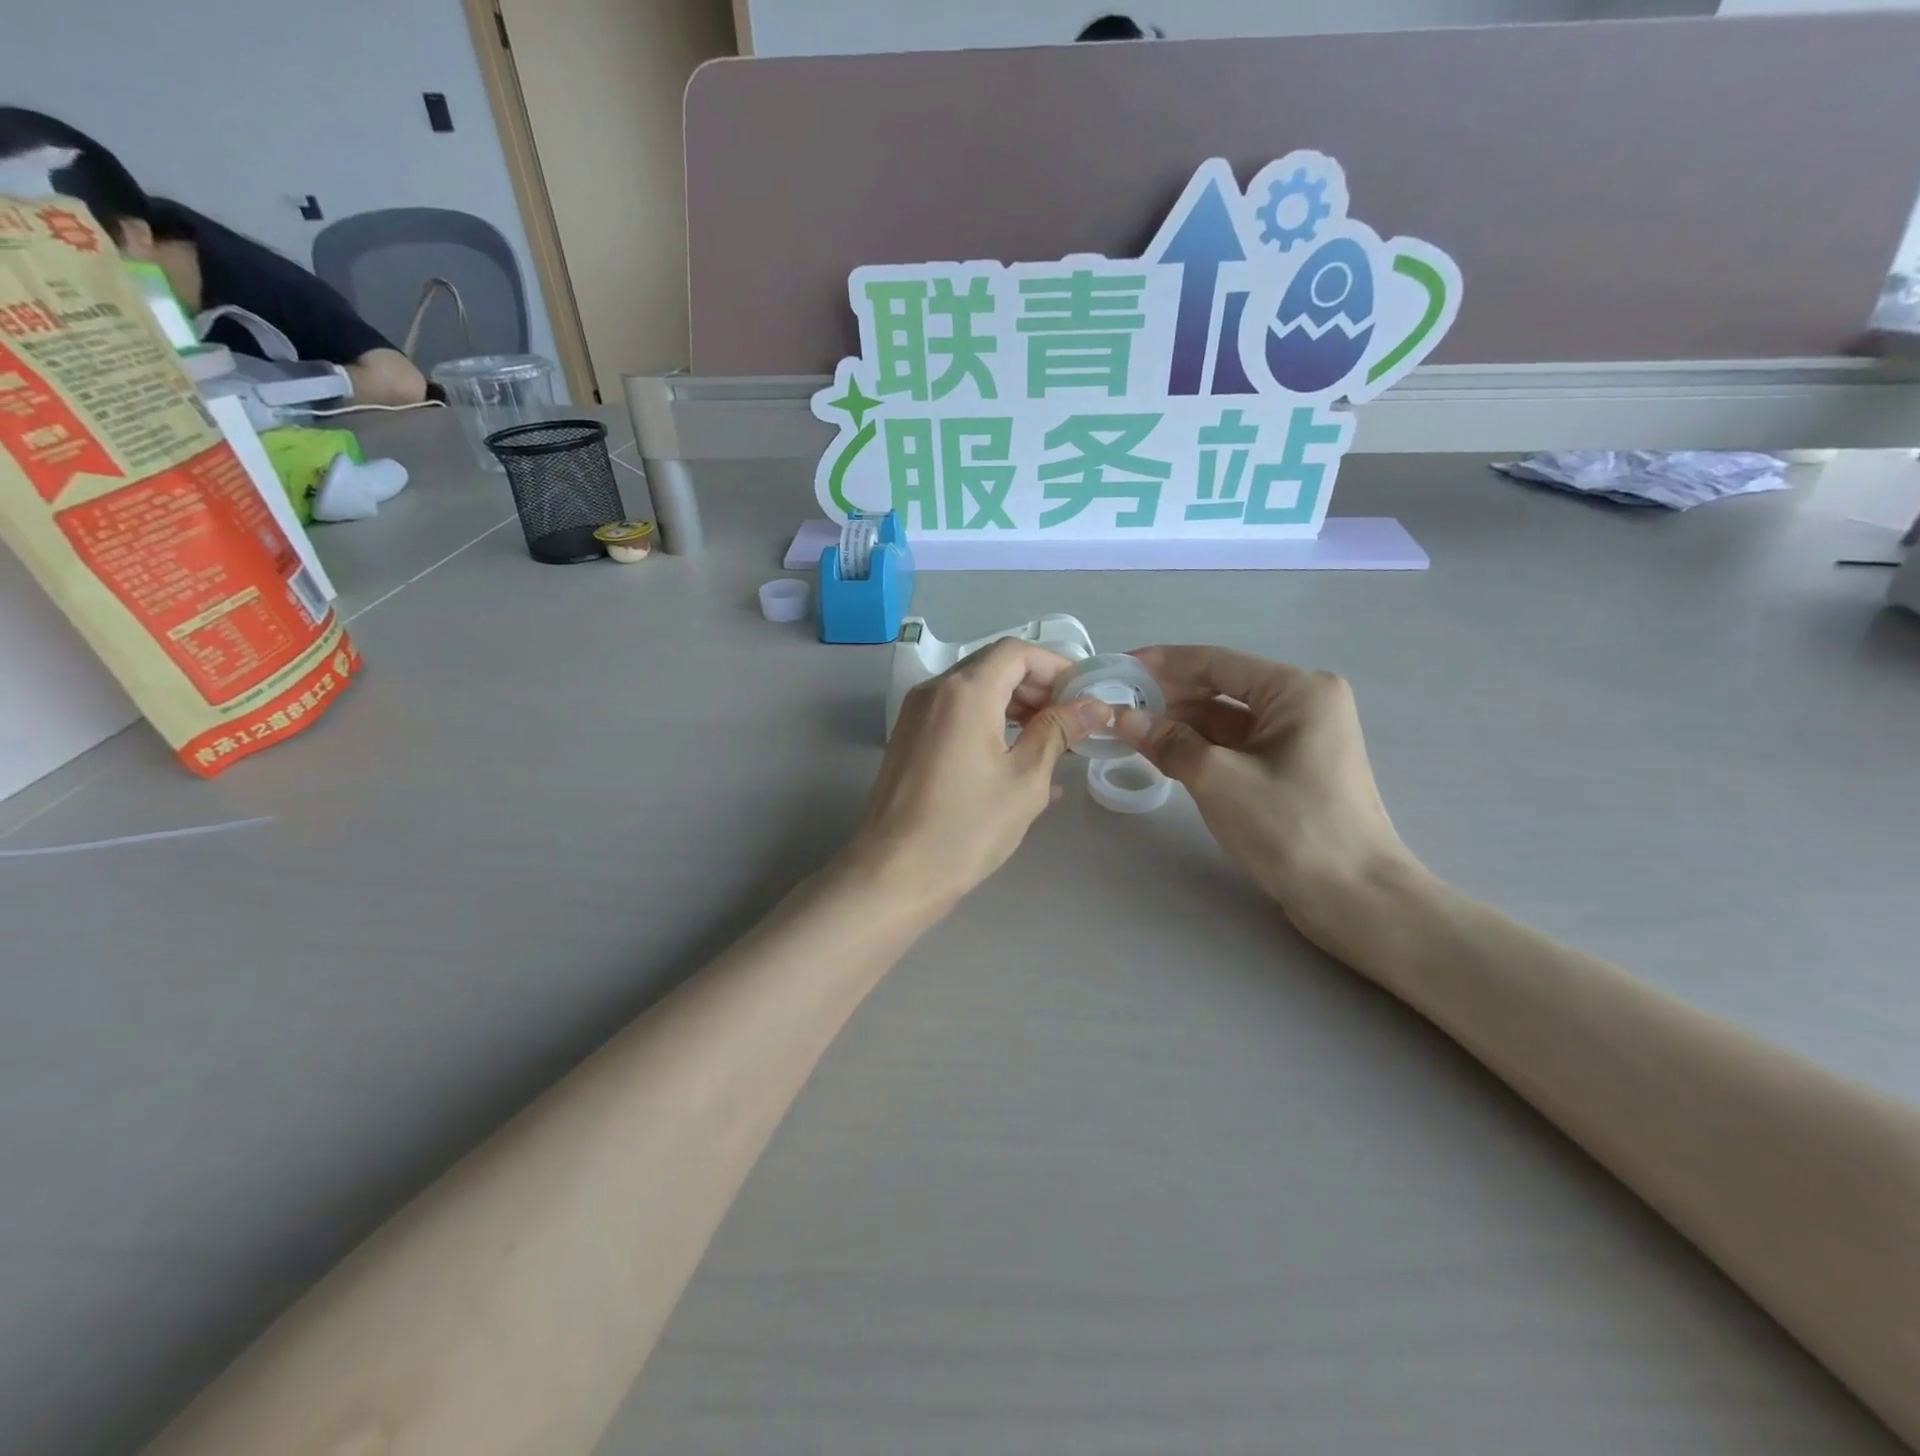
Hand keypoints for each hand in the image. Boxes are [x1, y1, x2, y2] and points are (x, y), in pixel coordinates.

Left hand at [850, 638, 1111, 911]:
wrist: (894, 874)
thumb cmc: (967, 827)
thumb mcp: (1025, 779)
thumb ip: (1059, 731)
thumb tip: (1094, 705)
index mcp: (965, 691)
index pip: (1017, 652)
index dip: (1056, 667)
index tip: (1083, 698)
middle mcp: (935, 690)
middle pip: (994, 666)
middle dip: (1037, 687)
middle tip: (1071, 723)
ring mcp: (916, 714)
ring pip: (974, 691)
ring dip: (1014, 706)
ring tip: (1050, 743)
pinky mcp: (908, 738)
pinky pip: (956, 715)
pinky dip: (989, 723)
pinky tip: (1016, 759)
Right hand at [1115, 646, 1418, 945]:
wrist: (1355, 898)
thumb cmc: (1291, 827)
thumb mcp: (1219, 780)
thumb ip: (1168, 743)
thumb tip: (1123, 718)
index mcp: (1297, 690)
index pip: (1216, 662)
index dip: (1162, 664)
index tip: (1118, 669)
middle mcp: (1303, 703)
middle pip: (1222, 687)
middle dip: (1169, 696)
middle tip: (1117, 705)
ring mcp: (1300, 737)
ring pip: (1227, 719)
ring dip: (1181, 724)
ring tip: (1130, 730)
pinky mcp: (1292, 768)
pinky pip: (1237, 745)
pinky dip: (1201, 748)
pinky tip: (1164, 754)